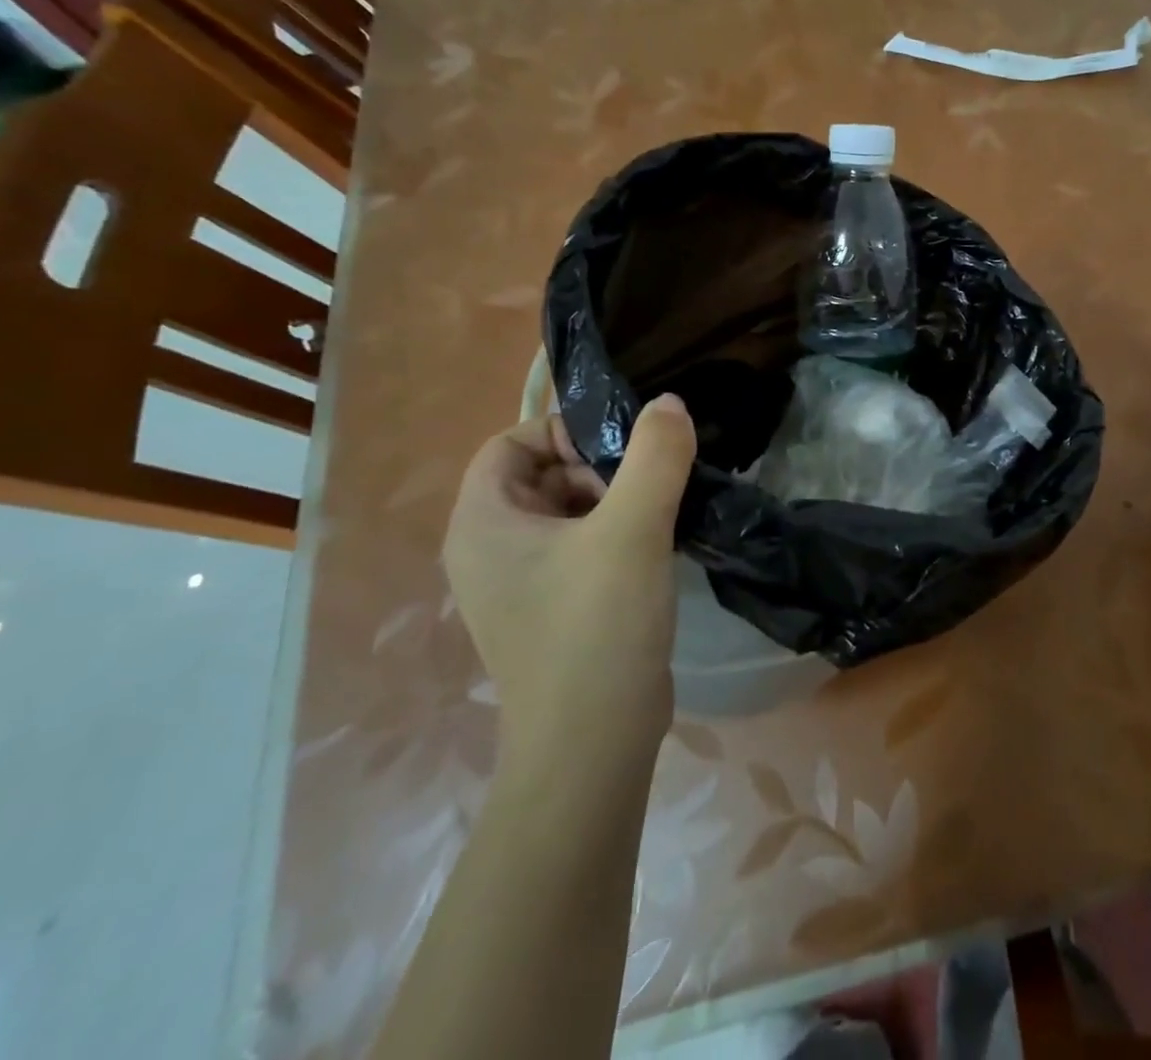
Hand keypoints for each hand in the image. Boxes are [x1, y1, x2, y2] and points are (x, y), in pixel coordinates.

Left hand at [441, 397, 696, 771]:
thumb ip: (654, 455)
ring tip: (657, 516)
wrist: (594, 746)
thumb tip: (668, 403)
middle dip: (595, 469)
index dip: (563, 432)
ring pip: (564, 512)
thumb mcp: (632, 529)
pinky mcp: (550, 611)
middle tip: (643, 489)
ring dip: (612, 502)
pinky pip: (577, 548)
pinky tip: (654, 549)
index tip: (619, 451)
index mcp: (482, 524)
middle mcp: (487, 551)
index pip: (510, 443)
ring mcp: (517, 586)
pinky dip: (613, 536)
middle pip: (539, 474)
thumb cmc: (597, 628)